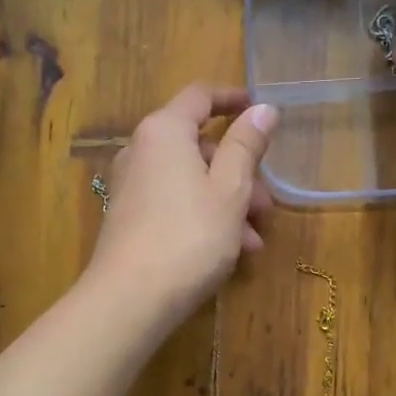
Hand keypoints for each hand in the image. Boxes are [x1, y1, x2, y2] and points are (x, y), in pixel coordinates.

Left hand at [86, 85, 276, 325]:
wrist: (130, 298)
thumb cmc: (189, 235)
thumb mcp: (230, 189)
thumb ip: (246, 145)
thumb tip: (262, 108)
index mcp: (164, 131)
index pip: (200, 96)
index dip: (233, 99)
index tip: (261, 110)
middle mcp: (141, 150)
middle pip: (198, 146)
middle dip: (239, 171)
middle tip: (266, 204)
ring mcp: (132, 186)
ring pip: (190, 180)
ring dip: (227, 202)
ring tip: (254, 240)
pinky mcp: (129, 218)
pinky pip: (174, 203)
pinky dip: (204, 217)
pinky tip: (231, 252)